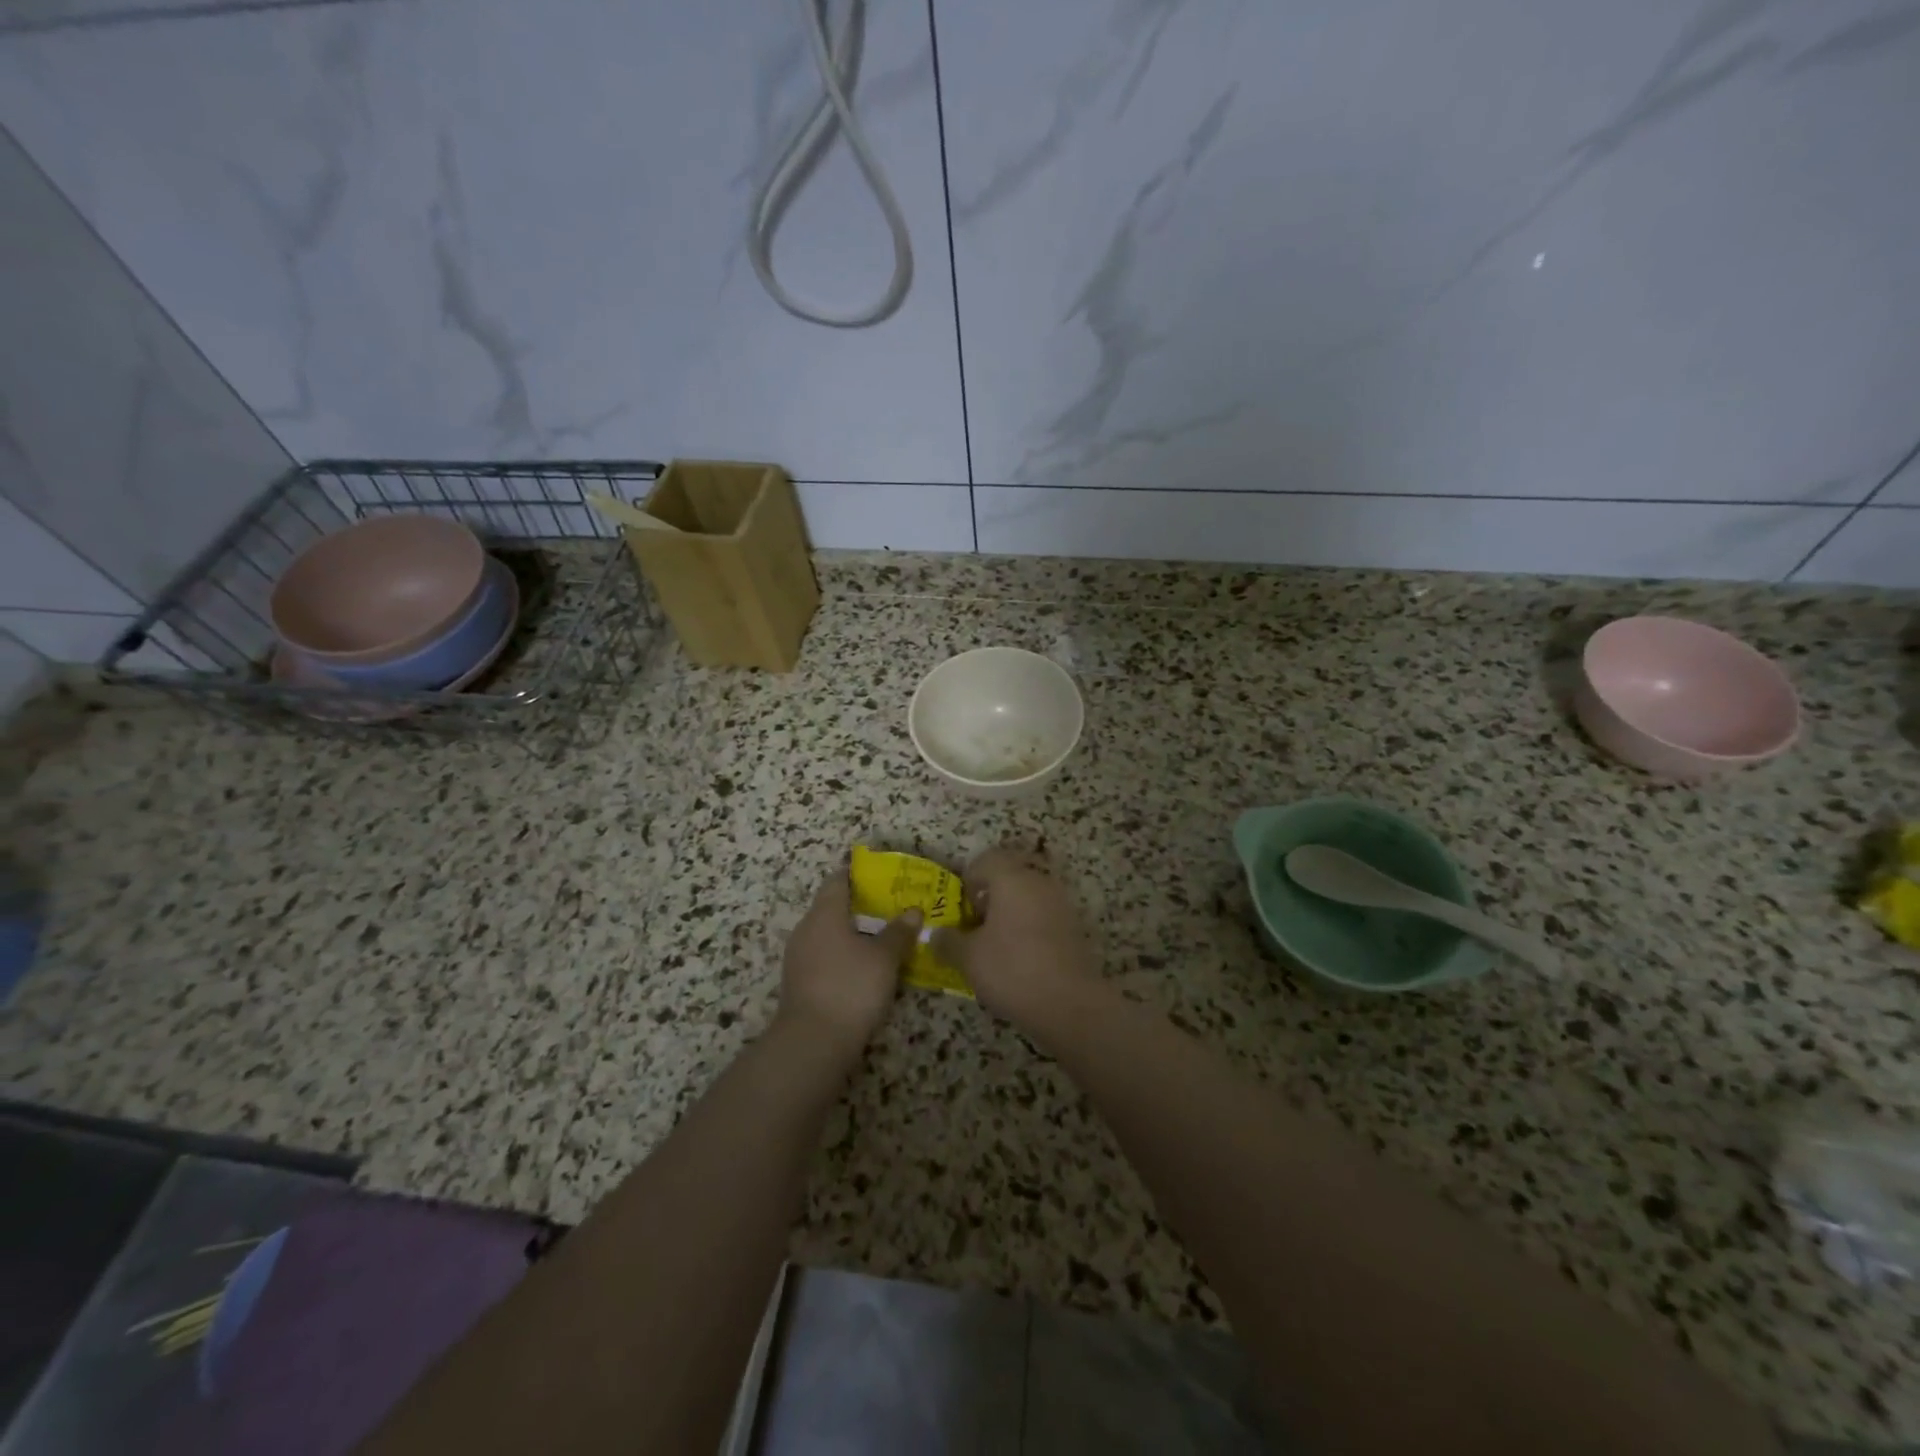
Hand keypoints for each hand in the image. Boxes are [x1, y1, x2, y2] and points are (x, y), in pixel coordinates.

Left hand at [779, 870, 919, 1046]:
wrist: (813, 1043)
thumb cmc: (851, 987)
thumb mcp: (884, 958)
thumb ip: (899, 932)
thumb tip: (913, 911)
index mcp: (824, 914)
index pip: (838, 880)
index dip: (859, 875)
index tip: (882, 877)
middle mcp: (806, 929)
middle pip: (833, 907)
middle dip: (862, 907)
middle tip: (893, 909)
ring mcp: (799, 958)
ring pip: (829, 935)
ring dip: (854, 935)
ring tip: (885, 939)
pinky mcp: (801, 983)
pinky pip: (825, 957)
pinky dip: (845, 956)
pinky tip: (867, 969)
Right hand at [932, 848, 1097, 1028]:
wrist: (1069, 1003)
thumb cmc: (1012, 969)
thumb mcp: (968, 957)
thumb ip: (948, 941)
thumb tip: (935, 934)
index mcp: (1012, 878)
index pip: (987, 859)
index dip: (970, 879)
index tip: (963, 908)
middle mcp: (1039, 882)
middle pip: (1011, 874)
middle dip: (991, 894)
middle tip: (978, 922)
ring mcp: (1061, 903)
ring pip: (1030, 894)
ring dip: (1012, 910)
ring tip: (997, 941)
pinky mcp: (1074, 926)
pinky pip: (1045, 913)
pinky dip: (1030, 925)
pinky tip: (1021, 955)